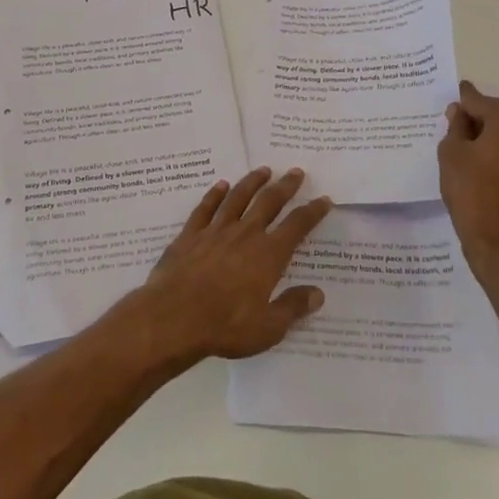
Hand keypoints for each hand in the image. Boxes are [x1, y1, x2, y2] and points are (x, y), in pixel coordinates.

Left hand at [127, 167, 332, 367]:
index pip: (297, 226)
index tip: (324, 200)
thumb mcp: (268, 328)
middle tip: (296, 172)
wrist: (173, 319)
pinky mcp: (190, 234)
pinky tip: (221, 186)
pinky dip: (215, 195)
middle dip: (285, 186)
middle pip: (269, 202)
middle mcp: (245, 234)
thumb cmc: (225, 326)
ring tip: (264, 170)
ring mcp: (216, 231)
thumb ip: (293, 308)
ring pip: (238, 198)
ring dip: (252, 182)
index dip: (312, 212)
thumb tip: (318, 293)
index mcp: (268, 255)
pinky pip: (206, 208)